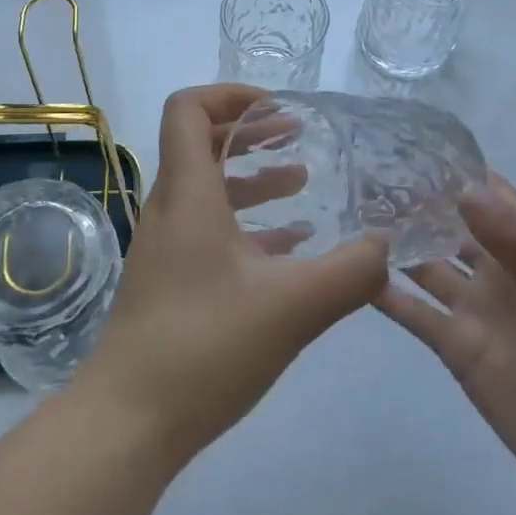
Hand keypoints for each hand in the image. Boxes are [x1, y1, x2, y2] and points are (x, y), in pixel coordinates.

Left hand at [75, 85, 388, 463]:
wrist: (129, 420)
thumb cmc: (205, 346)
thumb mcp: (293, 306)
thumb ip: (350, 273)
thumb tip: (386, 246)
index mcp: (188, 194)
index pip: (189, 110)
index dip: (230, 95)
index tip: (277, 108)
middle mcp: (170, 210)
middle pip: (200, 145)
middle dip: (250, 133)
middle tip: (296, 135)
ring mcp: (166, 248)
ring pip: (208, 191)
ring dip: (252, 179)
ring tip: (302, 184)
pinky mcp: (170, 282)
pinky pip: (209, 232)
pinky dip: (247, 225)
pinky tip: (289, 248)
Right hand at [376, 175, 515, 512]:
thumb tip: (466, 189)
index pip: (491, 195)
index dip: (454, 170)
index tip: (404, 145)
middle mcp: (501, 273)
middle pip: (450, 226)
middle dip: (413, 203)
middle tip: (359, 177)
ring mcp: (476, 311)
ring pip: (426, 265)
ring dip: (394, 244)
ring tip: (346, 217)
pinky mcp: (456, 349)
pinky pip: (415, 313)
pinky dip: (385, 295)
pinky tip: (351, 276)